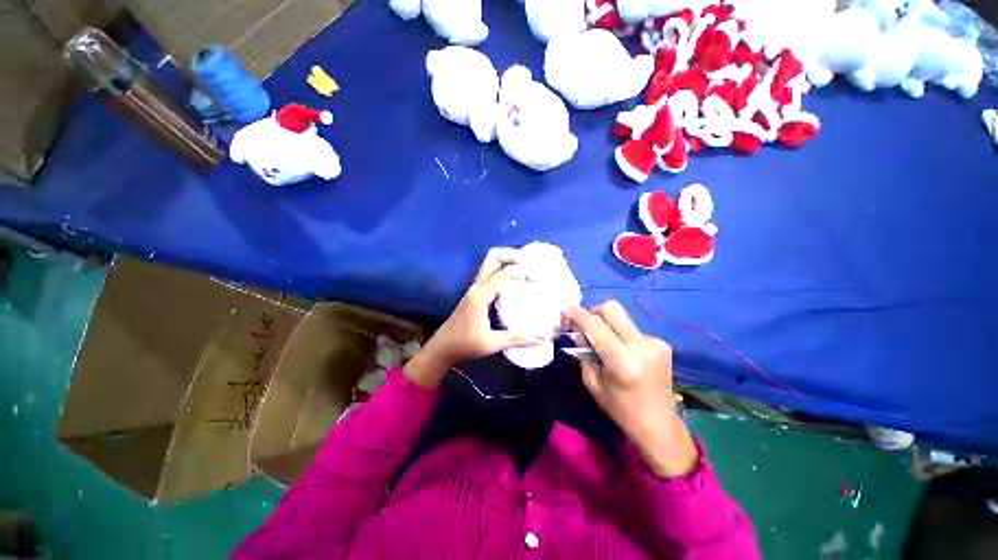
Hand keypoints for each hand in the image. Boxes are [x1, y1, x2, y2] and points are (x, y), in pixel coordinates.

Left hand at [406, 248, 540, 387]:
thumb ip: (515, 339)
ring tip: (527, 267)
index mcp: (480, 295)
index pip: (503, 274)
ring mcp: (475, 288)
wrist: (442, 347)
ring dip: (508, 260)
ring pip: (491, 263)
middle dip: (512, 255)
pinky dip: (504, 270)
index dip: (521, 270)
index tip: (537, 275)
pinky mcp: (476, 293)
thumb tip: (540, 339)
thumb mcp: (491, 343)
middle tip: (530, 262)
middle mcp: (477, 286)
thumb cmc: (464, 345)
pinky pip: (491, 273)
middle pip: (493, 258)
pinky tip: (515, 280)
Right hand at [565, 300, 697, 476]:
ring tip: (602, 341)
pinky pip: (631, 328)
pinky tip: (620, 350)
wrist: (659, 424)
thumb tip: (577, 330)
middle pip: (612, 309)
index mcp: (623, 362)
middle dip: (593, 311)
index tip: (565, 309)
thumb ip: (584, 352)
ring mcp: (655, 342)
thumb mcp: (592, 382)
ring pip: (622, 317)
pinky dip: (619, 333)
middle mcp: (642, 346)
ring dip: (606, 323)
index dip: (578, 314)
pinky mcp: (661, 343)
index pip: (596, 326)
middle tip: (583, 324)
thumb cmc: (620, 409)